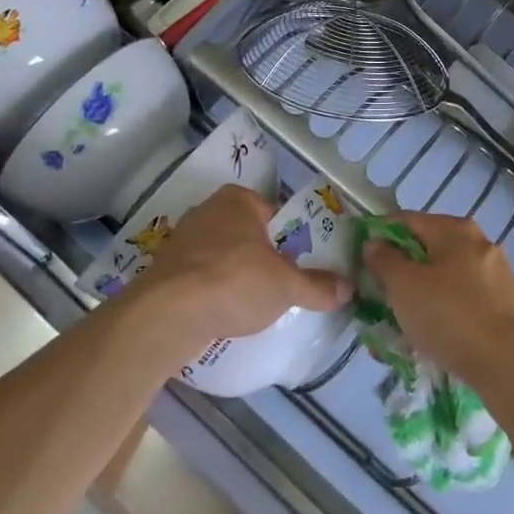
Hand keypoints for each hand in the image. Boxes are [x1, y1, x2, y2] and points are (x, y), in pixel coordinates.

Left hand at [135, 186, 345, 350]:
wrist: (169, 314)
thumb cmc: (235, 282)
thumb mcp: (287, 286)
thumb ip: (318, 286)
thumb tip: (348, 288)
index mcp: (237, 199)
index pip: (273, 212)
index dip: (289, 238)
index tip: (299, 264)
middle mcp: (207, 210)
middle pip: (246, 233)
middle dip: (262, 256)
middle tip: (281, 285)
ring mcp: (182, 239)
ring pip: (221, 255)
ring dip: (235, 274)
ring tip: (253, 304)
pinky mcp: (165, 269)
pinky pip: (200, 276)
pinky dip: (212, 291)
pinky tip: (223, 313)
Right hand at [363, 213, 513, 389]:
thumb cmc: (452, 317)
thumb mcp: (404, 286)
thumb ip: (384, 260)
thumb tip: (375, 243)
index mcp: (455, 229)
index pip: (405, 220)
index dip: (379, 236)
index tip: (360, 262)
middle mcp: (479, 243)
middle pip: (427, 249)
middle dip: (401, 271)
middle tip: (380, 297)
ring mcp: (495, 275)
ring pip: (445, 278)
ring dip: (422, 295)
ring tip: (403, 325)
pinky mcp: (505, 306)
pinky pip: (463, 302)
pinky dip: (445, 313)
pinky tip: (434, 338)